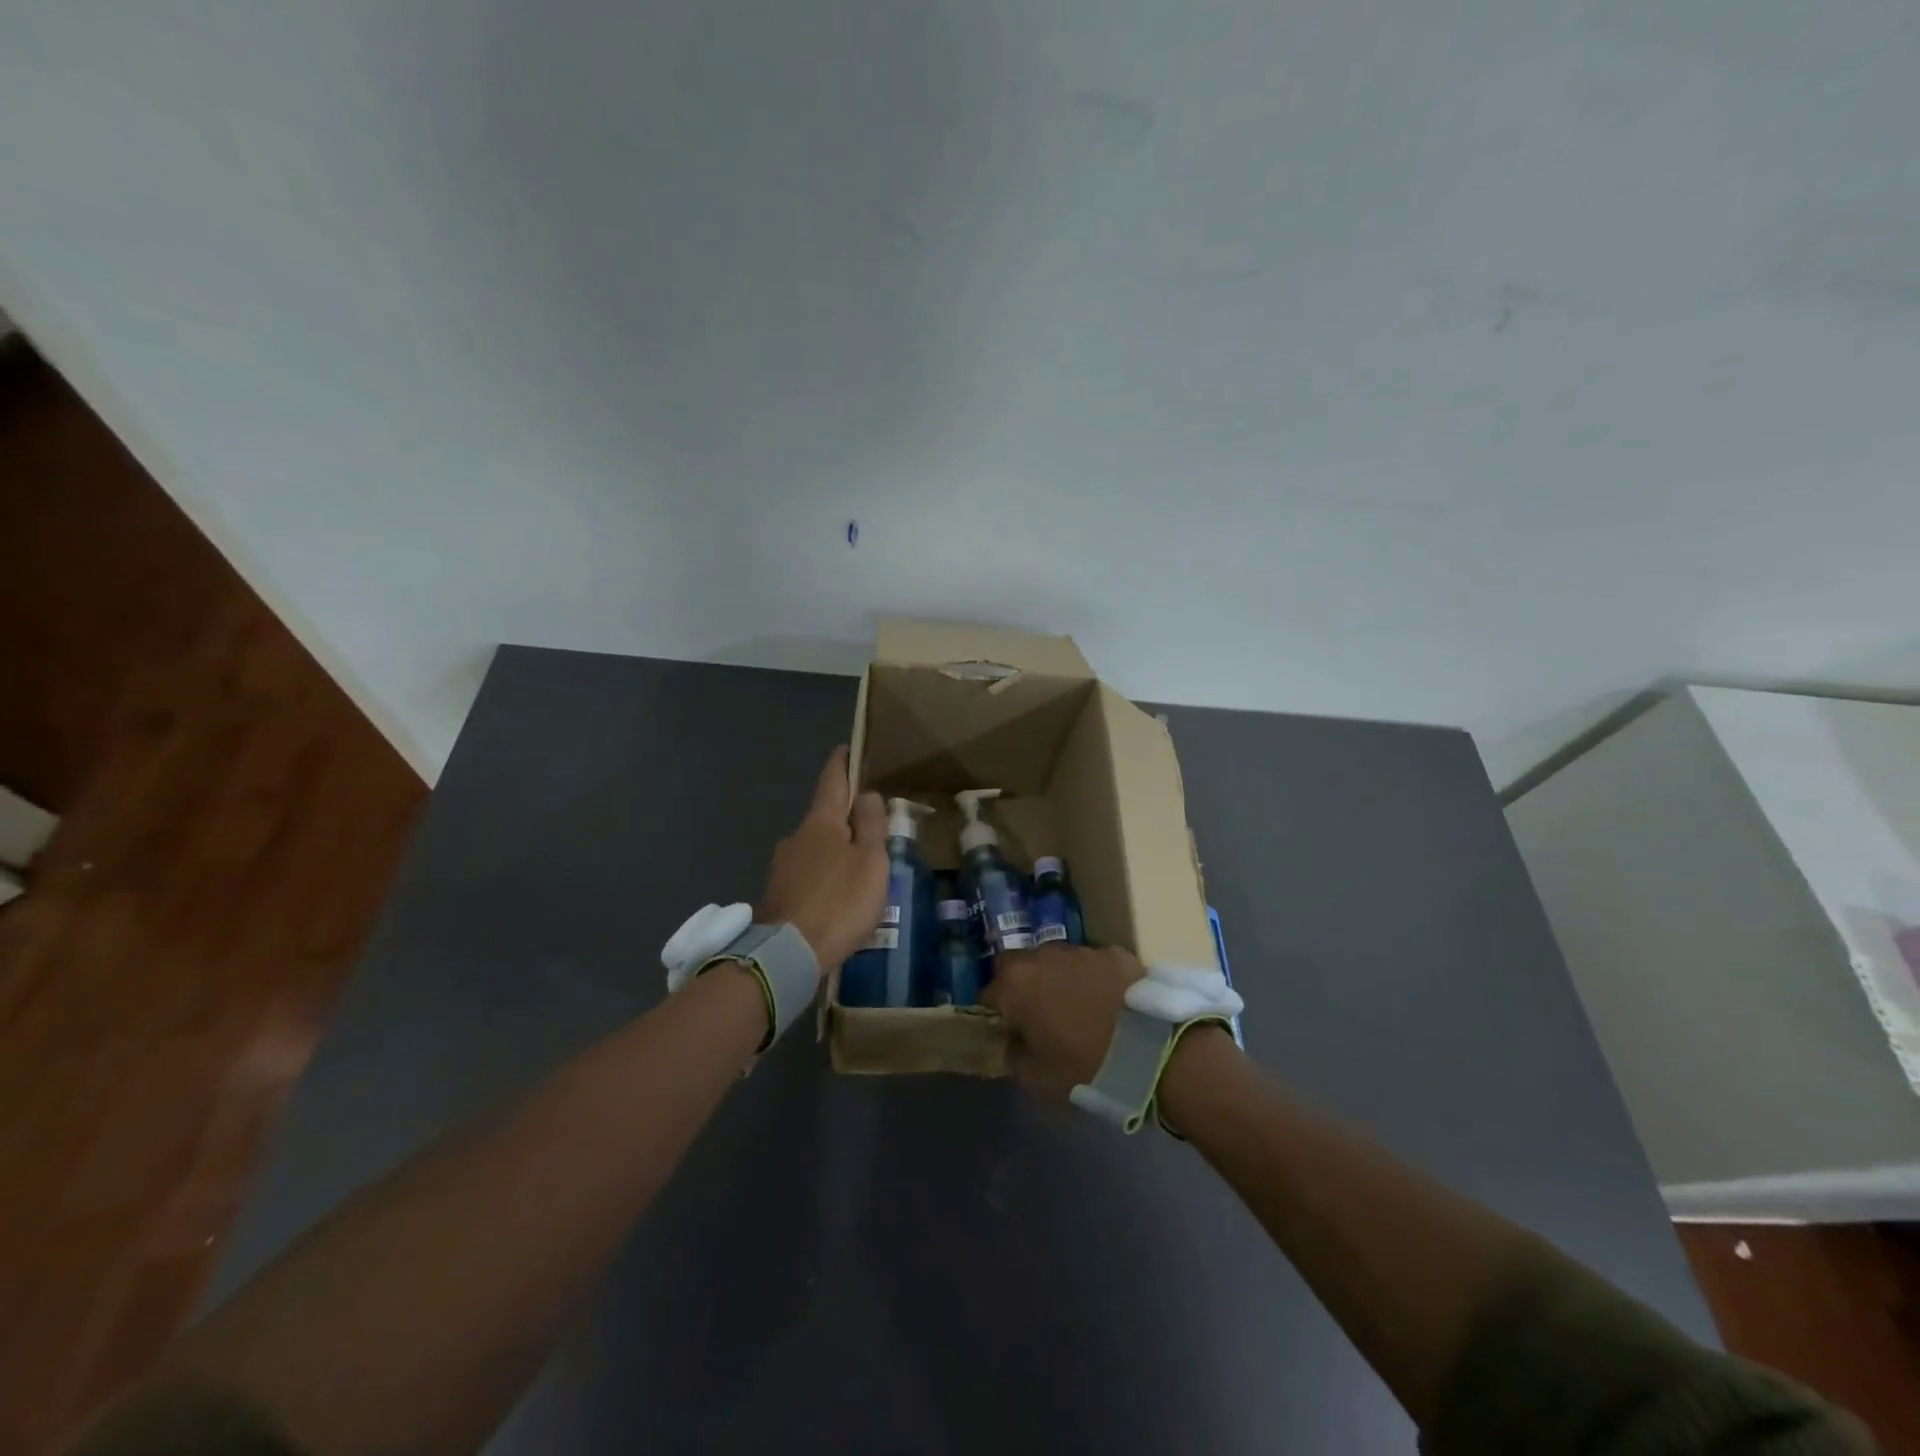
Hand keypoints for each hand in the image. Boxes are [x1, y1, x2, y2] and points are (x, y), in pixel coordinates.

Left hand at [759, 746, 887, 971]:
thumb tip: (866, 794)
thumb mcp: (870, 860)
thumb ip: (871, 823)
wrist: (789, 953)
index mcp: (821, 821)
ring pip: (816, 846)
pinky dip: (825, 874)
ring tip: (859, 868)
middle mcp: (797, 835)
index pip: (832, 779)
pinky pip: (808, 872)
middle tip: (872, 826)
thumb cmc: (840, 901)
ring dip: (836, 849)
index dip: (842, 762)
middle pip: (825, 814)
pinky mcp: (779, 892)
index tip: (848, 749)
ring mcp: (783, 864)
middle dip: (846, 815)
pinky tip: (838, 895)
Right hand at [981, 943, 1144, 1096]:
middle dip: (1023, 988)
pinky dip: (1094, 979)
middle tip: (1040, 1018)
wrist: (1155, 1048)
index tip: (1009, 1036)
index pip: (987, 995)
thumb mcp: (1037, 1079)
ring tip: (1078, 1010)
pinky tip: (1110, 1004)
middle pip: (1019, 968)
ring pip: (1057, 961)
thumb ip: (1014, 1057)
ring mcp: (1081, 949)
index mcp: (1015, 984)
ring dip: (1058, 980)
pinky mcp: (1115, 951)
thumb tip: (1012, 1043)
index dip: (995, 1017)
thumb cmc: (1086, 1066)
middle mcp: (1042, 956)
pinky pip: (1092, 964)